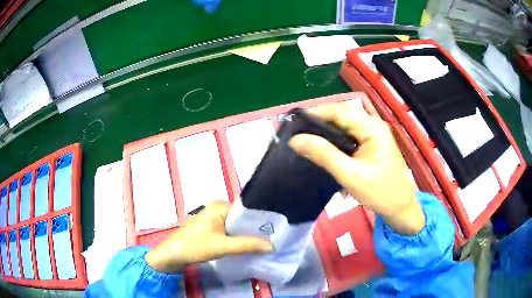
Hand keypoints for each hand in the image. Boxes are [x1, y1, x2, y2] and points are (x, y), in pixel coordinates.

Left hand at [145, 201, 272, 272]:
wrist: (172, 255)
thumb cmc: (195, 246)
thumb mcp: (223, 246)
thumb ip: (248, 245)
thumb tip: (272, 246)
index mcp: (219, 206)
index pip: (246, 210)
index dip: (260, 221)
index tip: (274, 231)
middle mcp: (216, 208)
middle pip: (241, 218)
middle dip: (254, 229)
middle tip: (271, 240)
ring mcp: (212, 218)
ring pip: (235, 225)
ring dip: (246, 235)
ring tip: (262, 243)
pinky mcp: (209, 227)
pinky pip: (228, 230)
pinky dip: (236, 237)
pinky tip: (246, 246)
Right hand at [289, 102, 424, 234]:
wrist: (399, 208)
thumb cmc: (380, 192)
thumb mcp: (350, 175)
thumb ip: (324, 155)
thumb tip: (296, 140)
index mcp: (373, 128)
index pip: (340, 111)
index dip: (316, 113)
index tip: (294, 123)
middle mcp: (374, 125)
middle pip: (342, 115)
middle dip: (319, 122)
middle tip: (298, 133)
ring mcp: (373, 134)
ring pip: (344, 125)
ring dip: (326, 131)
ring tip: (306, 140)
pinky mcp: (371, 144)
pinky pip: (349, 135)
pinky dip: (335, 140)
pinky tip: (324, 149)